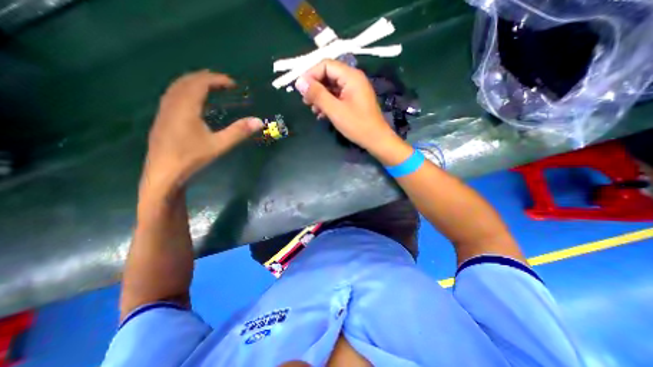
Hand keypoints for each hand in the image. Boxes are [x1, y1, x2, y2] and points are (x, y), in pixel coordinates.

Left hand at [144, 70, 261, 196]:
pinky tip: (195, 102)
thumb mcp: (219, 145)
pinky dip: (186, 91)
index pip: (200, 83)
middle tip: (224, 84)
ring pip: (177, 86)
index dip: (217, 79)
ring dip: (195, 82)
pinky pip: (173, 95)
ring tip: (211, 88)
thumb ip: (239, 132)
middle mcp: (172, 103)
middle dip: (206, 78)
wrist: (164, 173)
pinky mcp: (162, 118)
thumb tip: (259, 121)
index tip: (233, 84)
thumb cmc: (192, 158)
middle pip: (187, 80)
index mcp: (186, 107)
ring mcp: (164, 110)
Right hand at [296, 60, 397, 149]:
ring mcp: (354, 90)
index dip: (311, 74)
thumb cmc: (357, 125)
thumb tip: (299, 82)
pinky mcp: (353, 100)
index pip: (326, 65)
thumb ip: (317, 95)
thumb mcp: (335, 110)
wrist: (376, 140)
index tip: (300, 89)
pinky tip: (321, 114)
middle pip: (328, 75)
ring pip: (332, 87)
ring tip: (313, 110)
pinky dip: (328, 103)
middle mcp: (353, 79)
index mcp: (351, 76)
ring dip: (320, 97)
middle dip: (315, 87)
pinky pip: (337, 96)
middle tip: (305, 101)